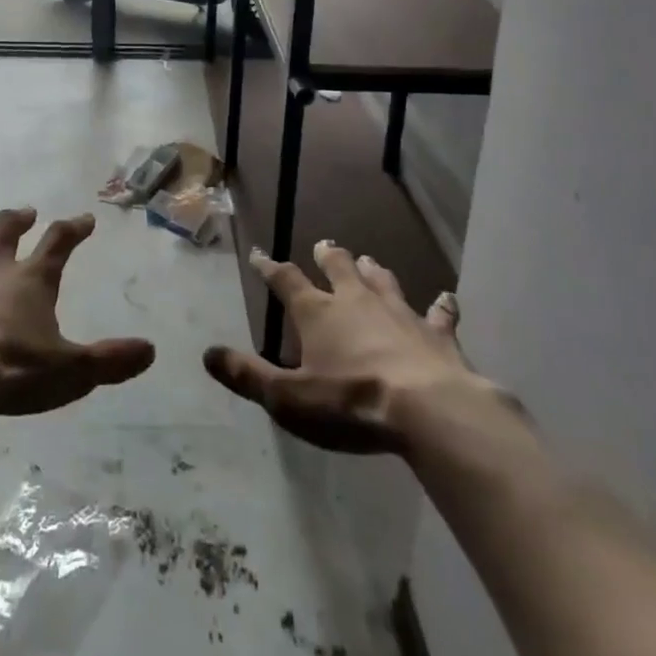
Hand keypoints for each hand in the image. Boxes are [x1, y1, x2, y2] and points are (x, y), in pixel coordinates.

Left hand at [0, 208, 155, 415]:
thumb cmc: (12, 369)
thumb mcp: (70, 371)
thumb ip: (109, 361)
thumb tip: (150, 350)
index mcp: (33, 279)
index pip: (59, 243)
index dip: (74, 229)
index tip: (85, 219)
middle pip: (8, 229)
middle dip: (19, 218)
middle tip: (27, 213)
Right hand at [204, 240, 526, 454]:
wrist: (427, 410)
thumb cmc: (350, 404)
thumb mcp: (288, 398)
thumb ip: (248, 376)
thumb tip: (208, 354)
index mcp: (318, 313)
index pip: (286, 281)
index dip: (270, 268)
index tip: (259, 255)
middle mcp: (356, 301)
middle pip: (338, 268)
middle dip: (328, 256)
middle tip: (324, 245)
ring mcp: (399, 312)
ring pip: (383, 280)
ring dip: (373, 270)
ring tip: (368, 260)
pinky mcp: (435, 333)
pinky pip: (439, 314)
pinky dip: (441, 306)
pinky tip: (447, 298)